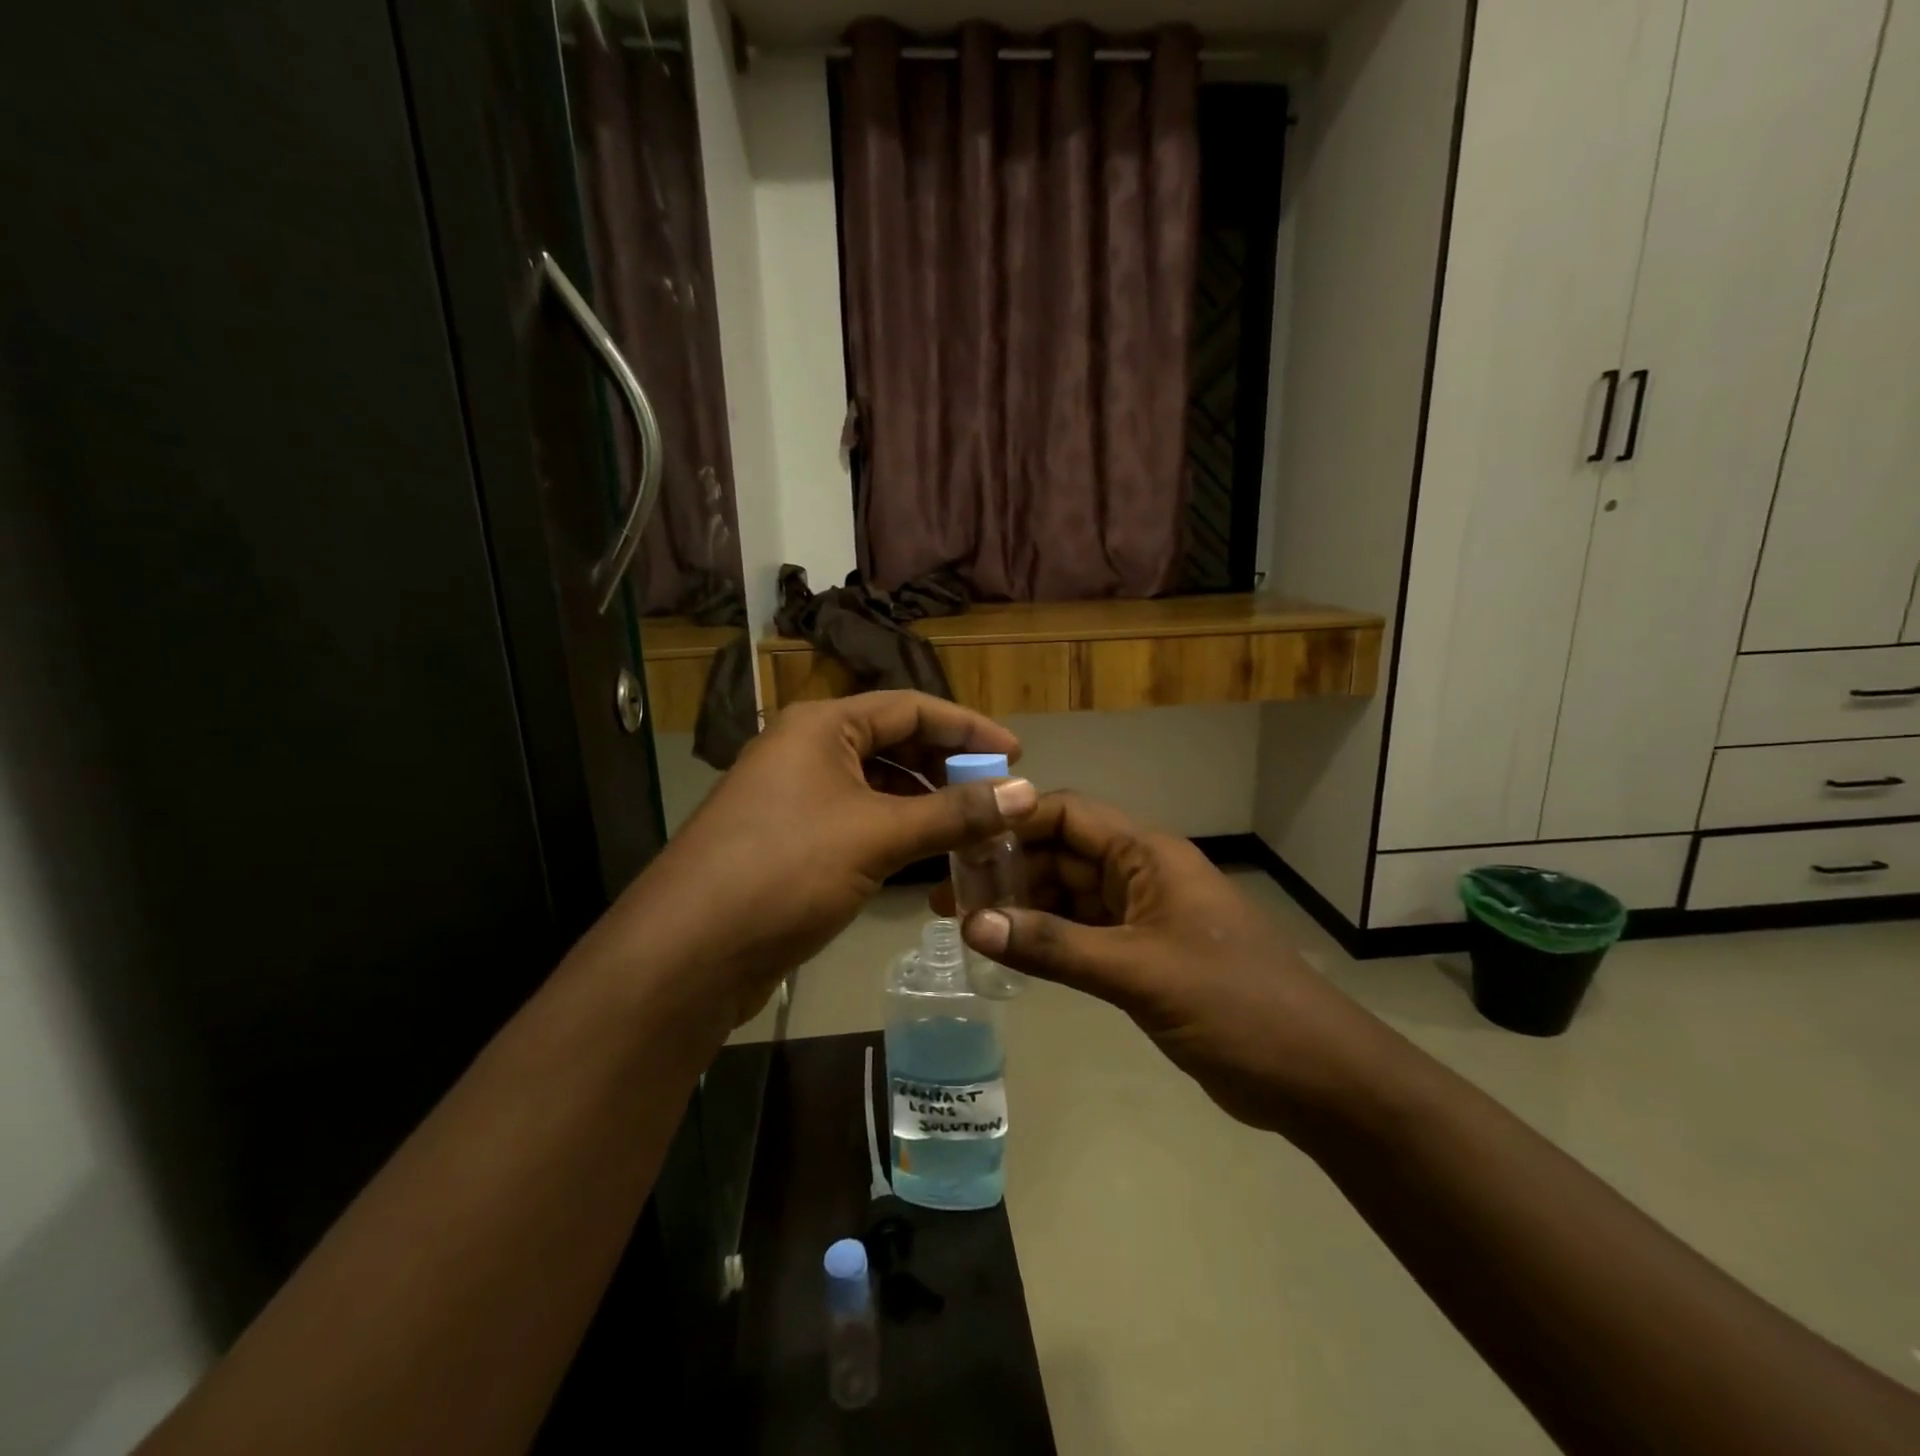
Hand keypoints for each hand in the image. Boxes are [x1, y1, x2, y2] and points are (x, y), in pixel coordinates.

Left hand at [606, 692, 1036, 1031]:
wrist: (689, 952)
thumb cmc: (785, 870)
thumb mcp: (877, 835)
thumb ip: (954, 813)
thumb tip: (1026, 793)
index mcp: (822, 726)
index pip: (911, 707)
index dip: (968, 727)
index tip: (1017, 755)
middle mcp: (806, 749)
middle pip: (894, 742)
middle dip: (948, 766)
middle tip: (997, 795)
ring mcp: (795, 796)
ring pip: (877, 785)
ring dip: (925, 801)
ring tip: (972, 826)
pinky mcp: (792, 840)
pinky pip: (859, 819)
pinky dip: (897, 829)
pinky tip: (926, 853)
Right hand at [938, 792, 1383, 1136]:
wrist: (1312, 1074)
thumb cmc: (1233, 1005)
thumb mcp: (1138, 972)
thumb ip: (1054, 947)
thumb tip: (973, 923)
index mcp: (1148, 855)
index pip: (1069, 814)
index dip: (1015, 821)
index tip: (960, 841)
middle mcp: (1141, 875)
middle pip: (1062, 854)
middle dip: (1008, 869)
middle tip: (949, 895)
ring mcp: (1142, 917)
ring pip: (1069, 896)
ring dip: (1023, 906)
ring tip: (964, 924)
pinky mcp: (1142, 957)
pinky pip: (1083, 934)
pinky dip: (1047, 939)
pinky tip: (1008, 951)